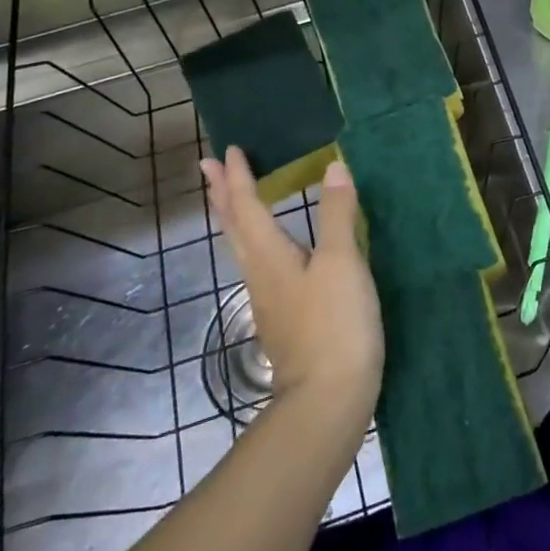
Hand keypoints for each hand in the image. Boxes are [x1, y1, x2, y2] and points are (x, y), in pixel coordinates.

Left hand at [201, 148, 382, 428]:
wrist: (328, 399)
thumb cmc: (334, 324)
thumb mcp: (341, 262)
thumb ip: (337, 214)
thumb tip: (333, 167)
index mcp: (270, 256)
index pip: (247, 207)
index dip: (238, 178)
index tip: (228, 151)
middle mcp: (260, 274)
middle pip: (234, 227)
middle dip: (222, 195)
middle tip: (208, 167)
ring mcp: (269, 300)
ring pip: (243, 248)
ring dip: (234, 218)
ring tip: (233, 200)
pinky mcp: (282, 319)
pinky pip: (259, 266)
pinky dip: (255, 242)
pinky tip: (271, 251)